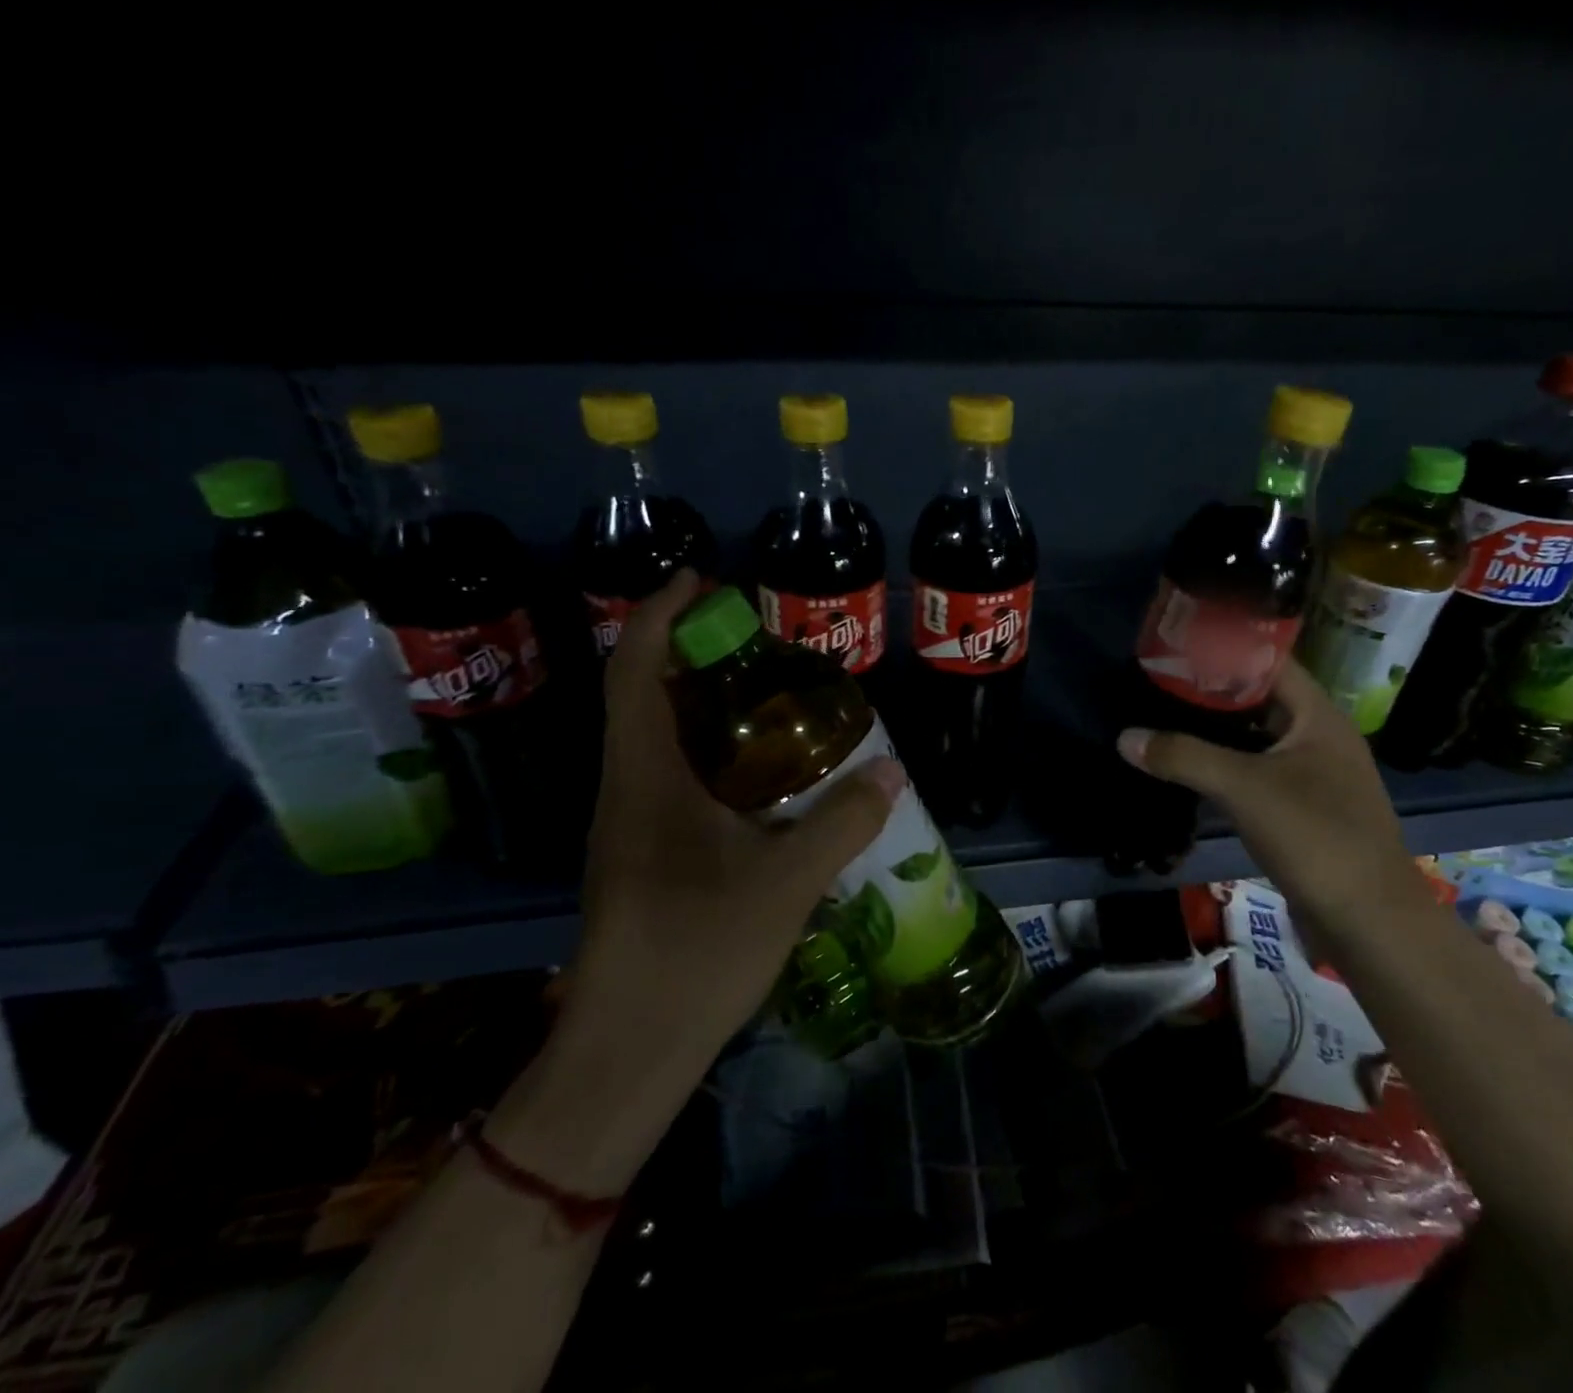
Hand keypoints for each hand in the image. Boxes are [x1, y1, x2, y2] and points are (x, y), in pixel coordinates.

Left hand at [569, 571, 903, 1062]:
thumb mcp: (785, 884)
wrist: (627, 1049)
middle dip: (689, 649)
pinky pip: (669, 773)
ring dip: (699, 699)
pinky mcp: (641, 850)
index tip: (701, 579)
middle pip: (643, 693)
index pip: (636, 670)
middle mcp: (626, 787)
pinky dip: (707, 747)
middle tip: (754, 634)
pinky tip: (757, 769)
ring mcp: (629, 821)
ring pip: (656, 735)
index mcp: (645, 777)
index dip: (661, 614)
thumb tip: (890, 770)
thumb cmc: (696, 954)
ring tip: (763, 689)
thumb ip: (841, 822)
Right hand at [1117, 656, 1424, 924]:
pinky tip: (1187, 768)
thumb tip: (1125, 737)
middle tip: (1158, 682)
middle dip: (1210, 691)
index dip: (1225, 649)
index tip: (1177, 645)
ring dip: (1214, 731)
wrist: (1369, 922)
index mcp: (1318, 717)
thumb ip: (1184, 757)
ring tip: (1163, 717)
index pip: (1270, 662)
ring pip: (1254, 739)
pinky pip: (1255, 773)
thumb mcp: (1244, 788)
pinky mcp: (1300, 810)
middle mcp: (1318, 738)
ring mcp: (1311, 776)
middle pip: (1258, 700)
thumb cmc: (1316, 836)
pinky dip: (1223, 766)